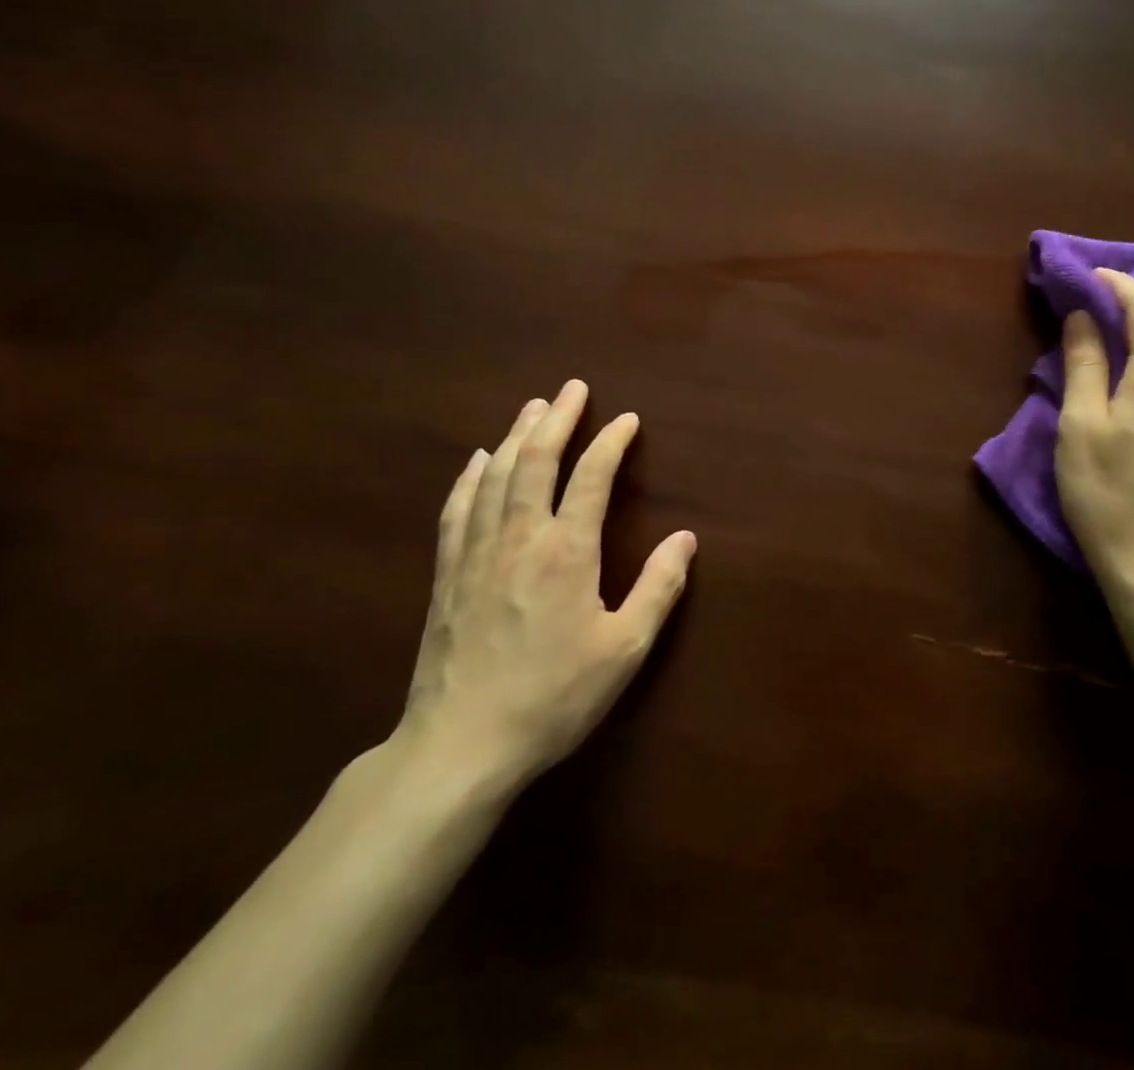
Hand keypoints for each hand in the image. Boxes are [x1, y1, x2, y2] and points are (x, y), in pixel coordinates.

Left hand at [395, 380, 695, 795]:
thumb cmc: (553, 696)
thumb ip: (658, 588)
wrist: (460, 746)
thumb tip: (686, 538)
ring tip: (532, 407)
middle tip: (572, 388)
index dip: (611, 443)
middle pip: (536, 461)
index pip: (591, 477)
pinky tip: (476, 460)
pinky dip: (469, 477)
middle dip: (557, 419)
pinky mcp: (447, 575)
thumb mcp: (624, 649)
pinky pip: (458, 509)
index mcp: (566, 552)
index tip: (627, 420)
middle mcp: (519, 538)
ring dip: (516, 436)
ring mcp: (476, 554)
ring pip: (495, 477)